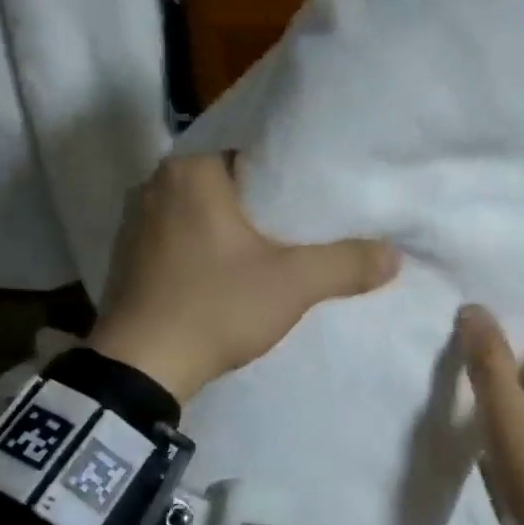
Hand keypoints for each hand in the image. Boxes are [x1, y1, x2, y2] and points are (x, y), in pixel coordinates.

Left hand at [88, 154, 399, 401]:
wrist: (141, 369)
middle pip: (228, 185)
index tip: (317, 199)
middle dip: (263, 206)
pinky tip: (228, 273)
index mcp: (191, 171)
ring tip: (271, 250)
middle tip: (303, 227)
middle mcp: (155, 185)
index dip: (290, 177)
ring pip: (202, 214)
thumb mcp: (292, 285)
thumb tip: (395, 255)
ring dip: (232, 230)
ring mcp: (135, 223)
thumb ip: (346, 264)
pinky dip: (205, 250)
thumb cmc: (215, 307)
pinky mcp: (128, 258)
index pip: (253, 155)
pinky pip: (179, 240)